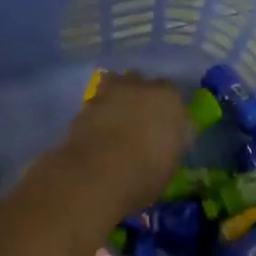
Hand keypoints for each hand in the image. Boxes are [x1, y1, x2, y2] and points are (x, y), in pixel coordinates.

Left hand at [57, 72, 192, 216]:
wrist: (99, 174)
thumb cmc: (146, 173)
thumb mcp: (171, 163)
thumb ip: (172, 142)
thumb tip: (167, 139)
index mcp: (168, 97)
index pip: (171, 92)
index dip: (165, 108)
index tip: (163, 124)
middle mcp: (139, 86)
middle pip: (139, 82)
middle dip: (138, 95)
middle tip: (137, 119)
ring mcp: (108, 92)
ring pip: (113, 85)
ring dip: (114, 98)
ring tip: (114, 121)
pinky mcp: (84, 105)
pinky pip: (95, 103)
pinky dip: (96, 113)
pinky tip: (96, 132)